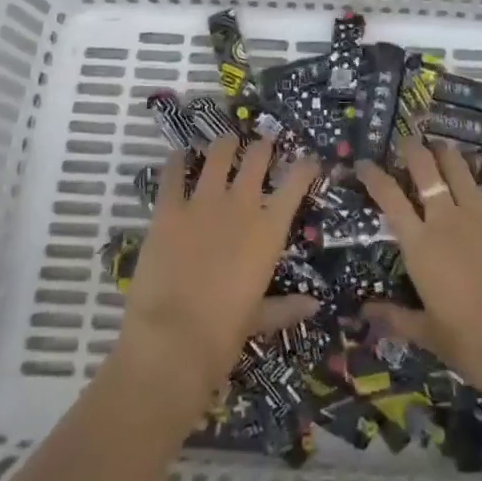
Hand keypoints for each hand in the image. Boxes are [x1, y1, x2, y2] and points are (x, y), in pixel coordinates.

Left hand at [117, 135, 319, 397]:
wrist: (171, 339)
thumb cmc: (223, 334)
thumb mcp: (258, 320)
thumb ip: (286, 307)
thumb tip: (314, 305)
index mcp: (269, 230)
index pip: (295, 183)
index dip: (305, 166)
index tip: (309, 159)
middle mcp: (241, 205)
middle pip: (257, 158)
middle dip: (263, 146)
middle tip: (264, 141)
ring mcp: (203, 202)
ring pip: (218, 155)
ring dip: (224, 145)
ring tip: (226, 140)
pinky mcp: (168, 209)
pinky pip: (173, 174)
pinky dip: (177, 161)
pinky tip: (178, 154)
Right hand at [357, 139, 481, 414]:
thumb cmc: (475, 344)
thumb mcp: (431, 336)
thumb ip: (396, 318)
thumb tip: (364, 311)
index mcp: (421, 245)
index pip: (389, 198)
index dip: (374, 176)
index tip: (364, 163)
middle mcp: (447, 218)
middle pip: (425, 168)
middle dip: (413, 149)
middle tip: (408, 142)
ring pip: (459, 167)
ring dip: (448, 153)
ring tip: (443, 147)